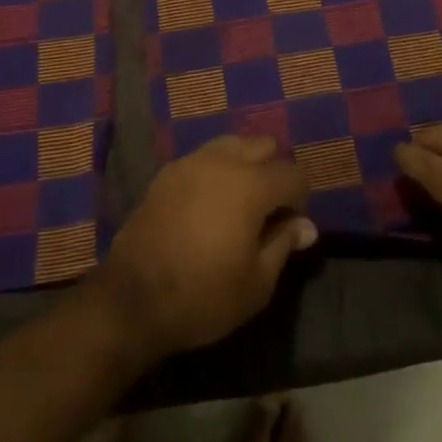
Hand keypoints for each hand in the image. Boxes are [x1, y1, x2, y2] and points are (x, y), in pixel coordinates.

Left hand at [94, 135, 318, 357]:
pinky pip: (205, 156)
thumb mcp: (256, 284)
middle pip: (264, 145)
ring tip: (240, 201)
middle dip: (274, 170)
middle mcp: (224, 160)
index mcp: (251, 184)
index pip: (292, 173)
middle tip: (269, 209)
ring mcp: (193, 161)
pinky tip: (209, 203)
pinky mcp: (169, 171)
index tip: (293, 225)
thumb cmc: (203, 296)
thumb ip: (284, 244)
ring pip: (233, 143)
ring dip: (245, 163)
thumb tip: (307, 226)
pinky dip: (217, 170)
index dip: (300, 197)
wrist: (134, 298)